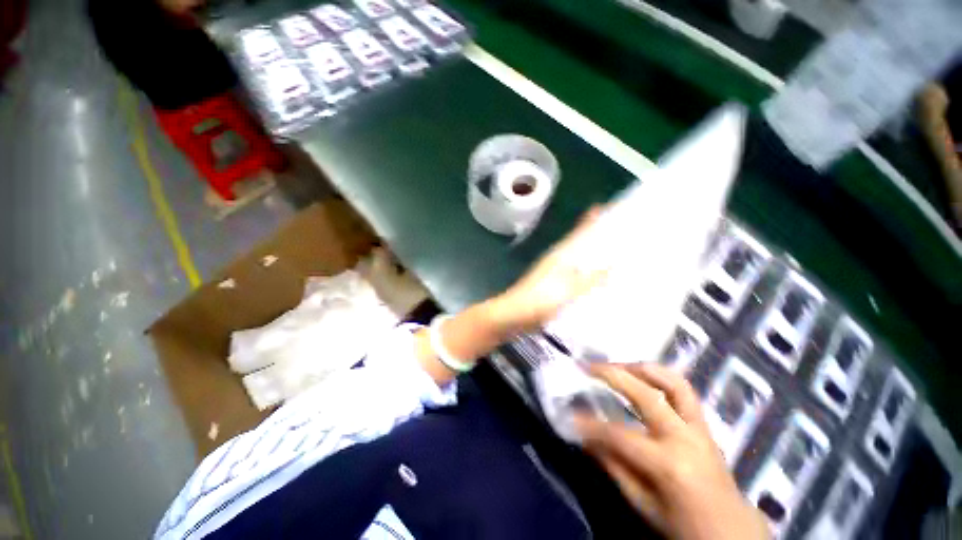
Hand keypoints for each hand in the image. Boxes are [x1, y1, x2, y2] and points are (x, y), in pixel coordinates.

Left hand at [492, 207, 605, 331]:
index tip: (602, 206)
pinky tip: (593, 277)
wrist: (514, 315)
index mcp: (561, 255)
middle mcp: (556, 259)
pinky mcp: (550, 285)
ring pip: (574, 257)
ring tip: (610, 252)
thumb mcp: (569, 290)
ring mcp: (552, 271)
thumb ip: (591, 278)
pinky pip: (572, 272)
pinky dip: (583, 270)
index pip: (578, 232)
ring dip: (589, 252)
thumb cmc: (540, 300)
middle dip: (593, 235)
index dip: (589, 220)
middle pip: (577, 242)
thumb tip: (612, 264)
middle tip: (616, 230)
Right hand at [575, 364, 769, 539]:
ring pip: (672, 382)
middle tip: (587, 367)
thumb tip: (585, 437)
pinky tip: (642, 375)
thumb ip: (613, 466)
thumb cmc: (683, 524)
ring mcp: (699, 427)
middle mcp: (685, 437)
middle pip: (644, 395)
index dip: (590, 424)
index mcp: (668, 464)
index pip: (619, 435)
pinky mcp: (704, 423)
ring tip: (616, 365)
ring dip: (640, 368)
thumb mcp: (642, 503)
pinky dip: (660, 376)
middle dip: (611, 375)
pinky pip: (683, 389)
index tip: (570, 414)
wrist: (732, 530)